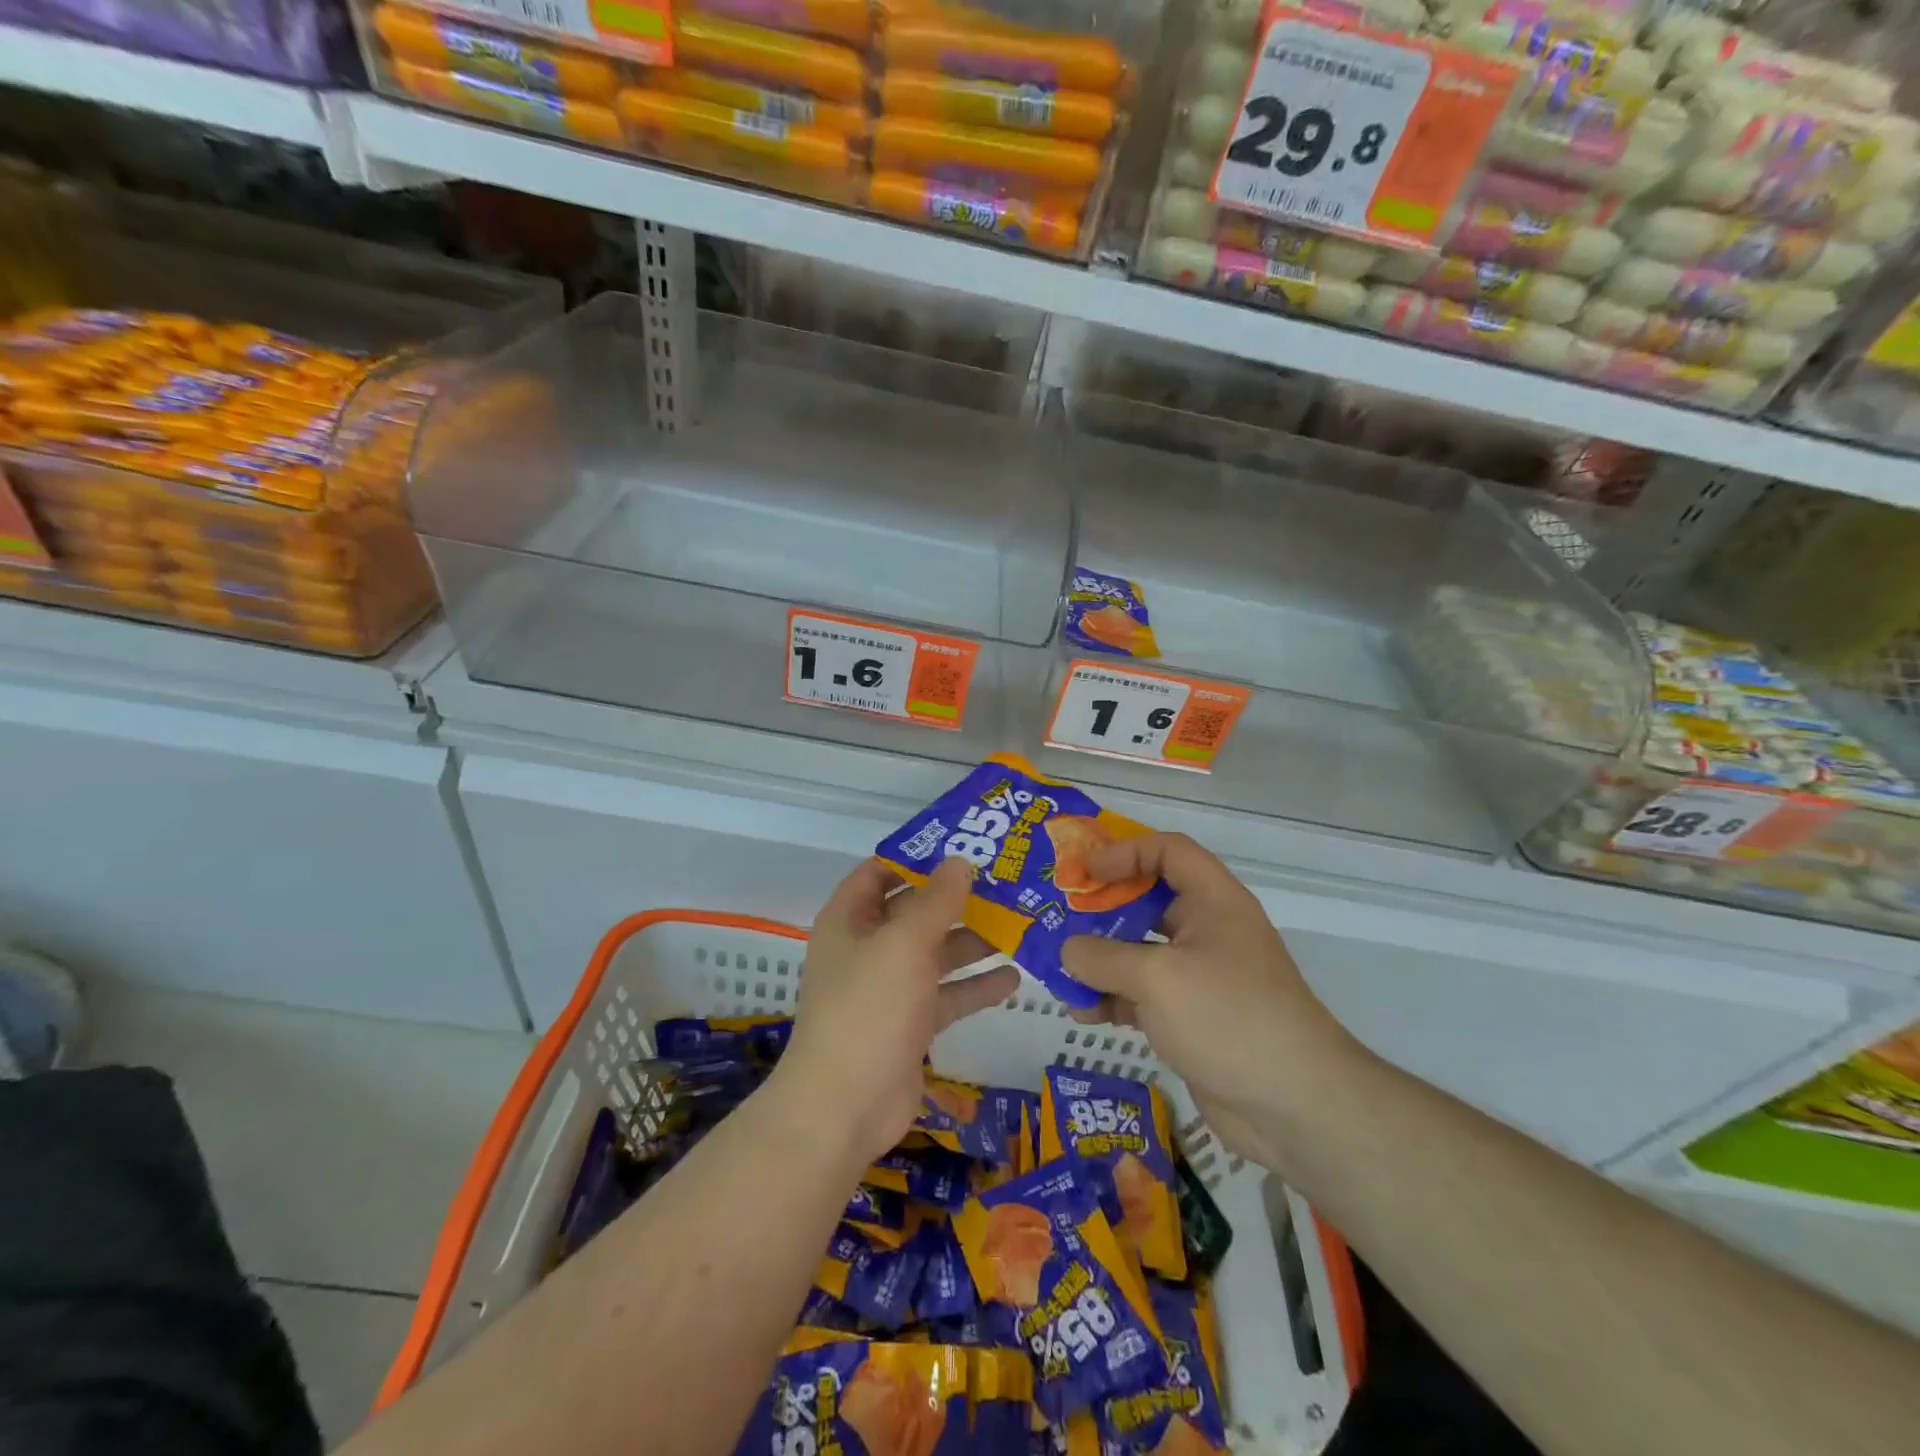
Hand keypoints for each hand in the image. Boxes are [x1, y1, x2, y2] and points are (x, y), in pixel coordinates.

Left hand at [778, 857, 1020, 1168]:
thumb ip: (936, 901)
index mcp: (850, 919)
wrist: (845, 1107)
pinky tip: (1014, 978)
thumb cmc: (869, 1008)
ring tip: (1020, 925)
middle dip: (957, 899)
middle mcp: (867, 947)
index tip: (962, 845)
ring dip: (972, 942)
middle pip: (915, 911)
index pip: (880, 872)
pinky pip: (946, 995)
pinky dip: (975, 986)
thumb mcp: (905, 943)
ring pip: (935, 954)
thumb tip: (960, 862)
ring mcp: (888, 988)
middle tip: (1007, 883)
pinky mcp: (910, 1024)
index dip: (916, 856)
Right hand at [1060, 833, 1362, 1171]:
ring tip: (1060, 970)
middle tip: (1058, 917)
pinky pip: (1142, 995)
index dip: (1124, 852)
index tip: (1083, 871)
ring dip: (1100, 960)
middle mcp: (1208, 930)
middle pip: (1148, 901)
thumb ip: (1103, 957)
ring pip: (1140, 952)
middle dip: (1101, 909)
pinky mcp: (1191, 1017)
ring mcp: (1200, 977)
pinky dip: (1112, 998)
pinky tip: (1082, 1013)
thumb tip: (1067, 950)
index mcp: (1213, 901)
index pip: (1167, 851)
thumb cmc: (1228, 1017)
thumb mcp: (1157, 978)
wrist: (1294, 1107)